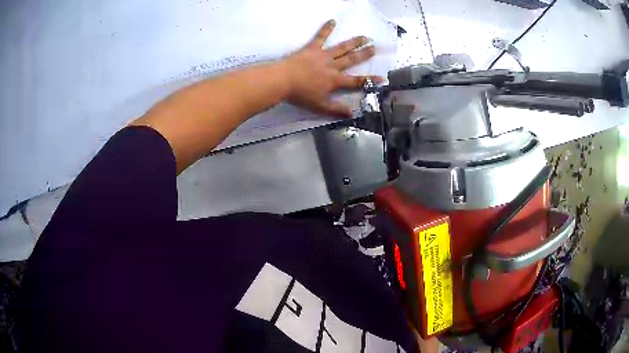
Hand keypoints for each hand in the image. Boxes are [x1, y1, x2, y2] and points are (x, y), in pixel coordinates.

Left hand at [280, 20, 381, 117]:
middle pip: (352, 59)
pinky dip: (326, 29)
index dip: (370, 80)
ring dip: (354, 42)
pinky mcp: (311, 48)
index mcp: (335, 80)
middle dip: (365, 54)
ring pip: (341, 48)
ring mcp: (323, 55)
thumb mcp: (319, 106)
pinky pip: (320, 37)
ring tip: (364, 37)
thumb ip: (336, 110)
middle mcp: (332, 66)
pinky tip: (332, 21)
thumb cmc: (300, 94)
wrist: (282, 80)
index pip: (356, 81)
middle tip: (375, 48)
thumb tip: (352, 114)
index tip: (382, 78)